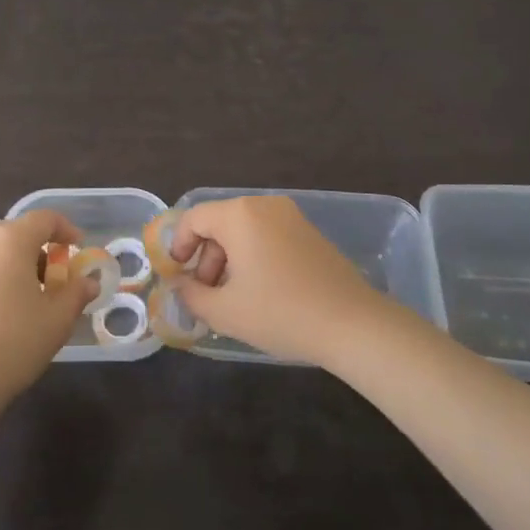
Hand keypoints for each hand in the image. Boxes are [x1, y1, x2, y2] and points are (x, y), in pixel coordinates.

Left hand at [0, 209, 94, 411]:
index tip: (77, 249)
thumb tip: (88, 282)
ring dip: (13, 264)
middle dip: (38, 249)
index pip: (44, 218)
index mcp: (10, 240)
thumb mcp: (58, 319)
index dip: (66, 229)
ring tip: (25, 297)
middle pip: (15, 232)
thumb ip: (77, 293)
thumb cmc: (14, 343)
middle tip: (53, 278)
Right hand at [169, 196, 399, 364]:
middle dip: (205, 256)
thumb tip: (180, 285)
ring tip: (232, 296)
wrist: (352, 324)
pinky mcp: (310, 232)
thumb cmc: (280, 313)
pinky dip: (254, 256)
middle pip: (220, 223)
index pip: (194, 218)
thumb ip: (192, 295)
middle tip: (205, 292)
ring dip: (229, 258)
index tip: (177, 275)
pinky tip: (260, 290)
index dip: (178, 245)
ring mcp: (291, 216)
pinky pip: (268, 235)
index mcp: (239, 215)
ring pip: (244, 230)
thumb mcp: (225, 312)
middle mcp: (264, 205)